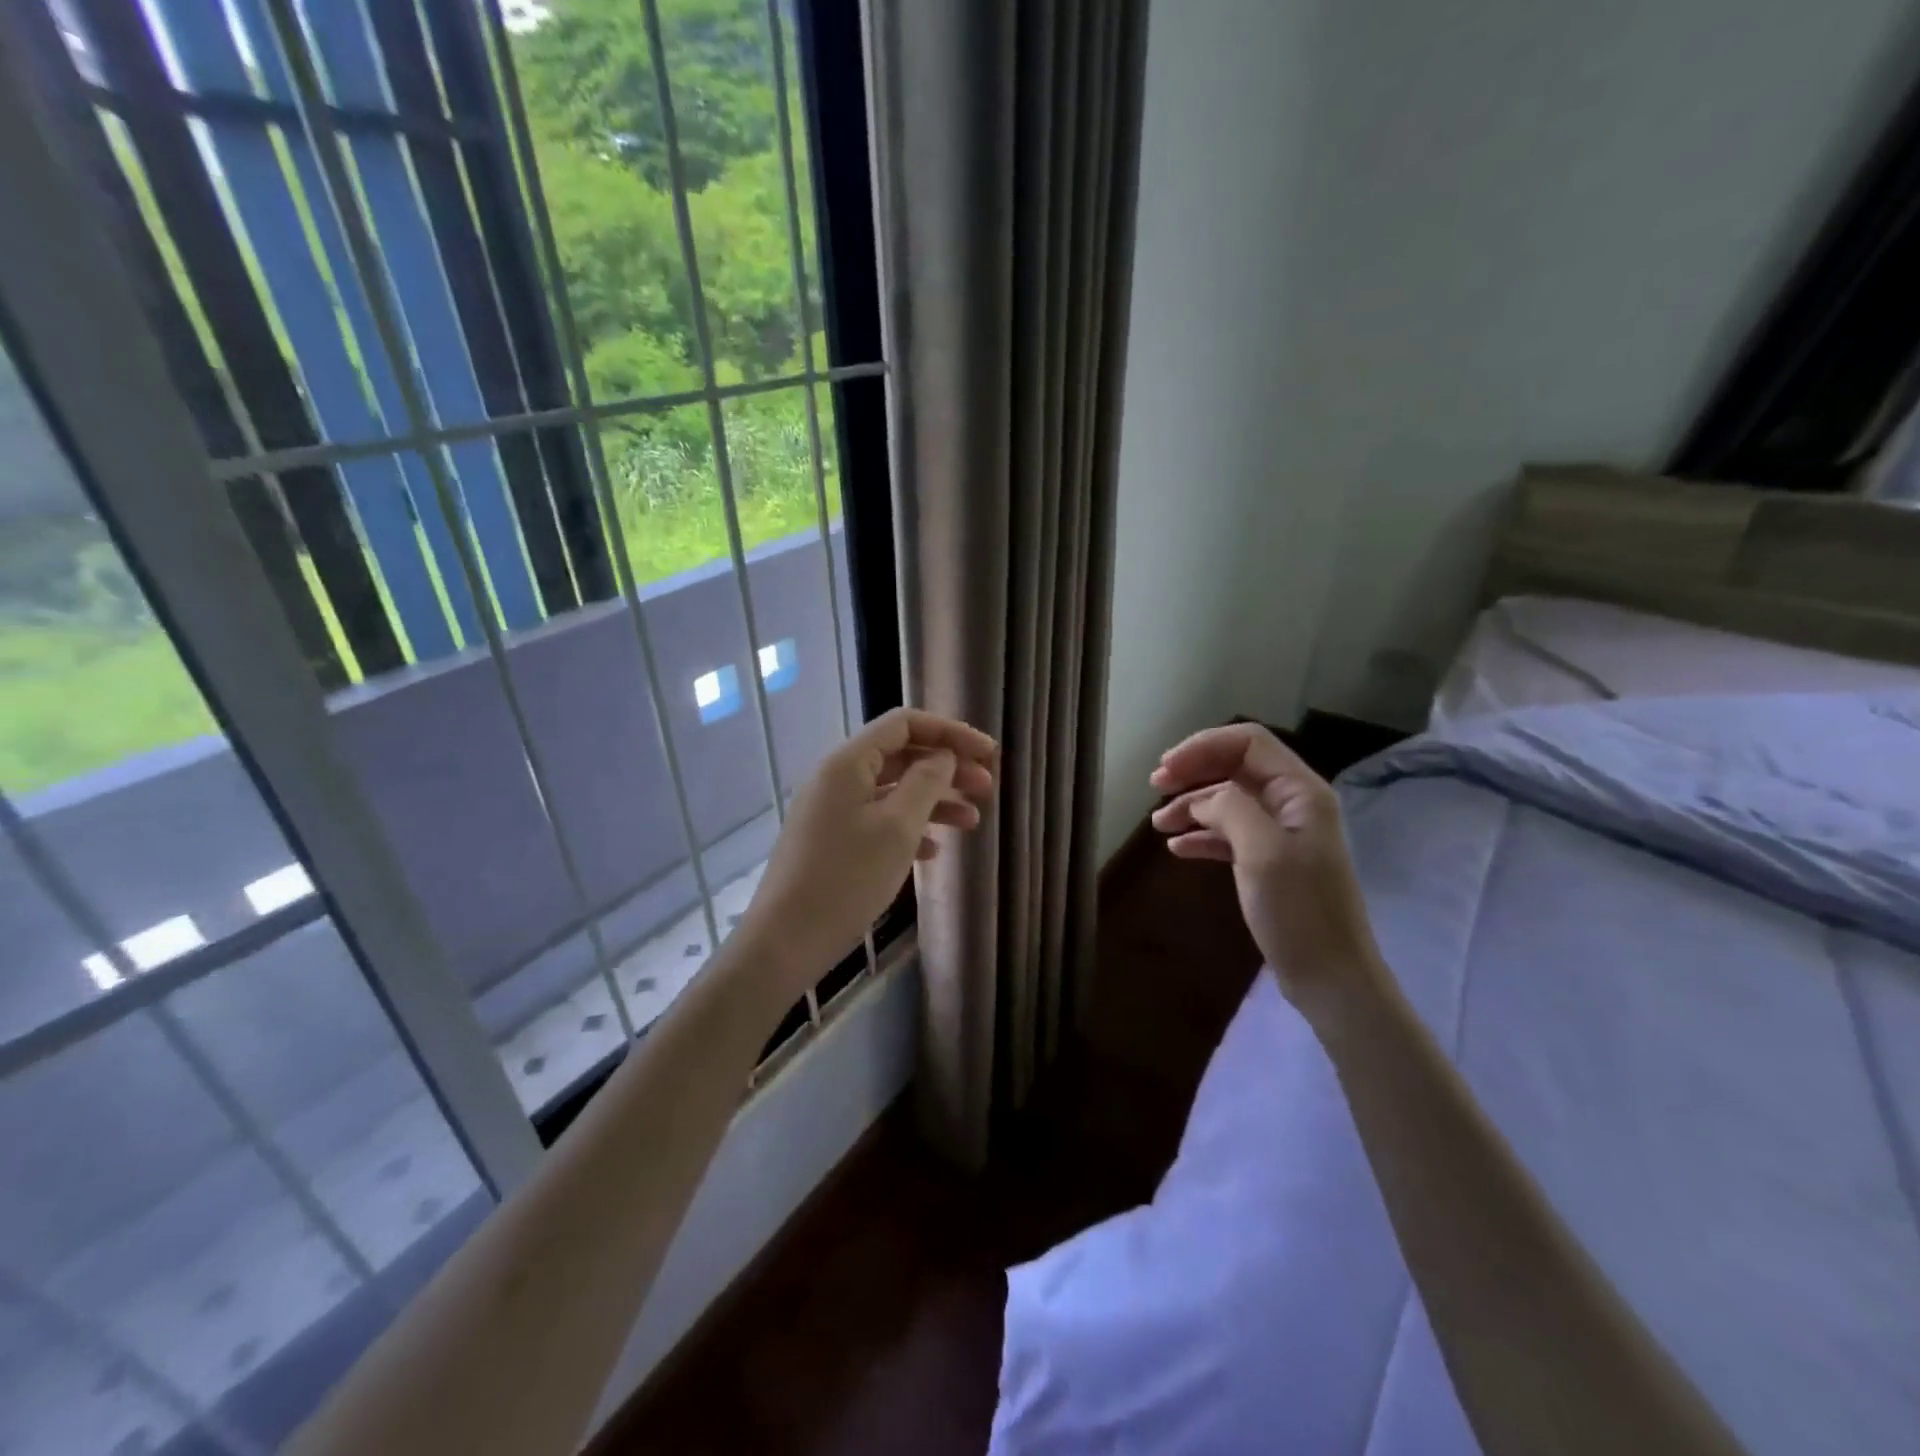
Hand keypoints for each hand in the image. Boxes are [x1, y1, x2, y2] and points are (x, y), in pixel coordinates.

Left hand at [741, 708, 996, 989]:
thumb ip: (926, 783)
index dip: (950, 732)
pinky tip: (934, 851)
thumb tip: (943, 756)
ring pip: (893, 791)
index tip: (989, 754)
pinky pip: (879, 820)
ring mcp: (832, 811)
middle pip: (901, 756)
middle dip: (947, 768)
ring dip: (934, 800)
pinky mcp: (831, 842)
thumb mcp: (897, 827)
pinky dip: (910, 827)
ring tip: (972, 822)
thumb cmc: (846, 879)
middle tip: (987, 789)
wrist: (785, 941)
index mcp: (849, 762)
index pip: (905, 724)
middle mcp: (837, 778)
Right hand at [1149, 724, 1380, 1005]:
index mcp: (1300, 791)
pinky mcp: (1268, 862)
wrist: (1329, 977)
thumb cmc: (1299, 911)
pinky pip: (1229, 834)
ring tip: (1158, 824)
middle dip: (1194, 771)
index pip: (1248, 742)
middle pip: (1235, 767)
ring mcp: (1280, 834)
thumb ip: (1231, 808)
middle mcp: (1292, 804)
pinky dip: (1201, 835)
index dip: (1203, 747)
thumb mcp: (1263, 852)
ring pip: (1228, 801)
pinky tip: (1177, 848)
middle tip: (1155, 787)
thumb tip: (1204, 798)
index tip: (1165, 770)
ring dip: (1191, 805)